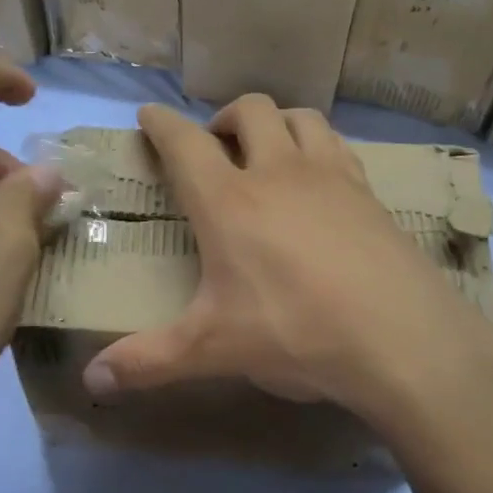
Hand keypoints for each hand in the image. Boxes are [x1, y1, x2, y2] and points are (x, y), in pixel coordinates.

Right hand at [83, 97, 492, 427]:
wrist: (401, 338)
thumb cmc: (294, 334)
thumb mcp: (212, 350)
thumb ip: (147, 362)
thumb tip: (91, 383)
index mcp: (229, 202)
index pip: (185, 143)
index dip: (161, 124)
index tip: (147, 116)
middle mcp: (279, 173)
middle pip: (250, 110)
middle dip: (224, 117)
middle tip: (215, 145)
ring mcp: (331, 178)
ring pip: (301, 117)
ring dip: (277, 123)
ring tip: (268, 152)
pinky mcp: (371, 194)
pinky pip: (339, 148)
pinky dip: (319, 149)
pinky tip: (320, 183)